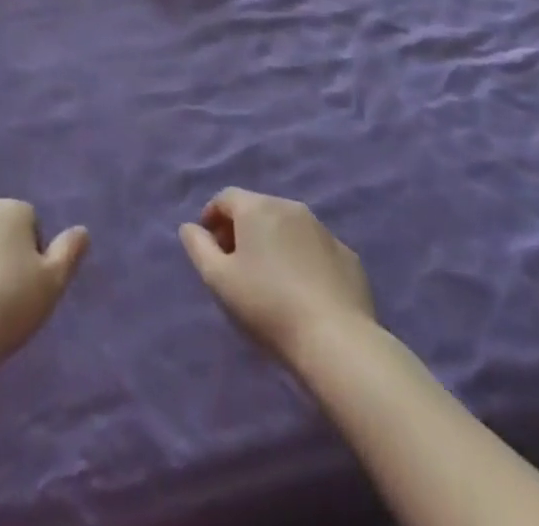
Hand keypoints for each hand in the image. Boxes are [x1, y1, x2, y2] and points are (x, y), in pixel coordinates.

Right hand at [179, 189, 375, 362]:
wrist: (336, 340)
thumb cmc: (268, 305)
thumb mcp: (219, 280)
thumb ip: (198, 247)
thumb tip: (190, 227)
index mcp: (257, 207)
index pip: (225, 197)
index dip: (212, 217)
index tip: (209, 245)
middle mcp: (290, 207)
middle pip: (257, 208)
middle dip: (242, 229)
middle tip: (235, 263)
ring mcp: (323, 230)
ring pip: (288, 227)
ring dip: (273, 242)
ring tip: (270, 278)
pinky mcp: (348, 255)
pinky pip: (315, 248)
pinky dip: (303, 258)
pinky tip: (303, 290)